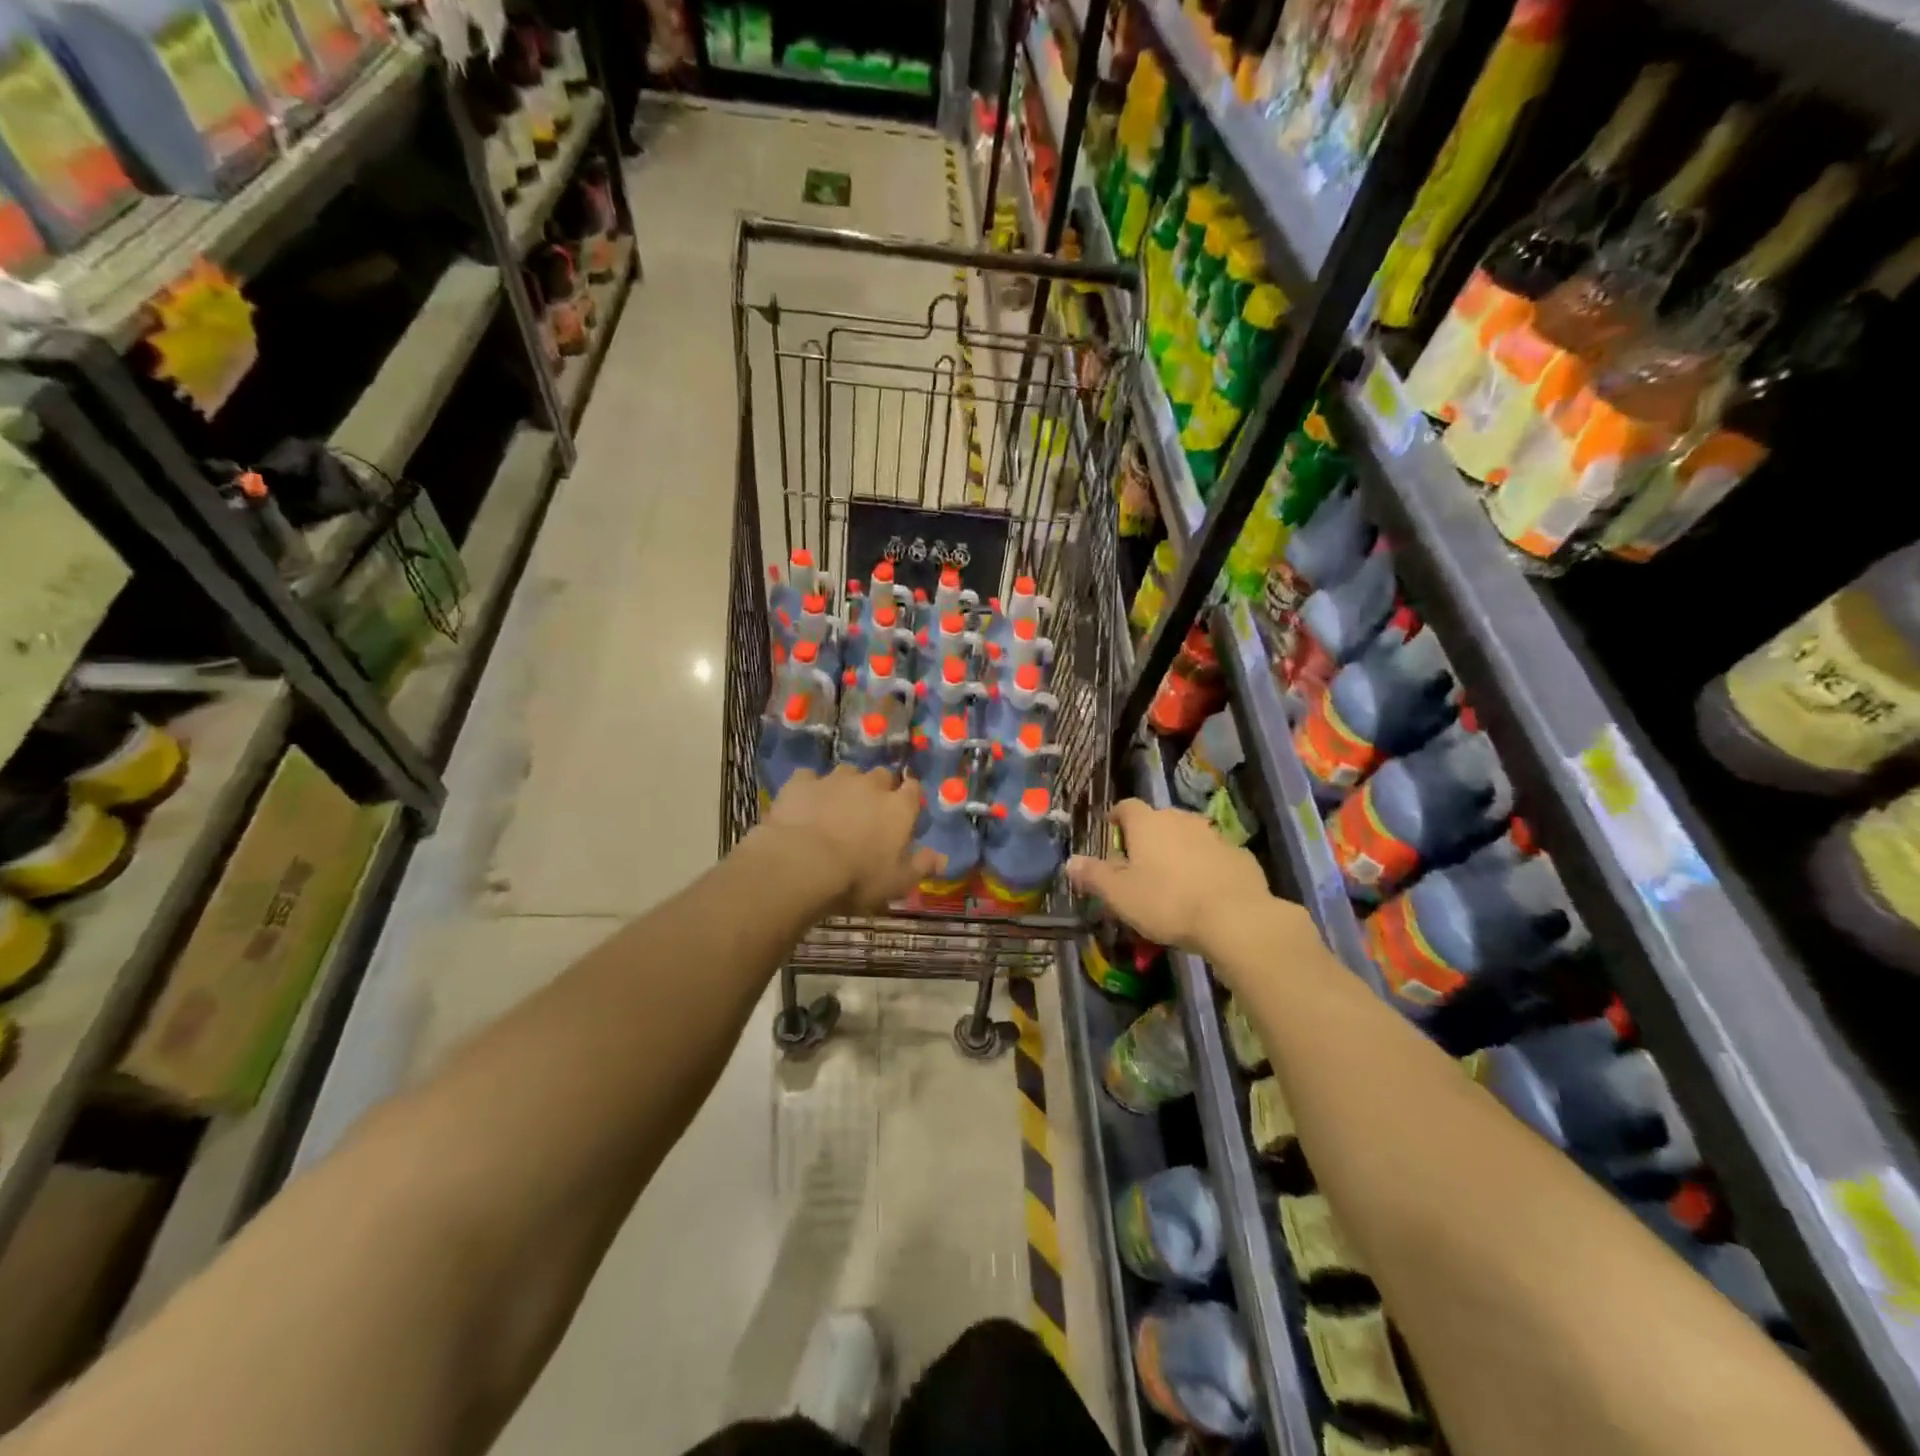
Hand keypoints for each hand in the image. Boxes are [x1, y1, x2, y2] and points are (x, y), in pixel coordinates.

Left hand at [760, 766, 939, 914]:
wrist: (802, 864)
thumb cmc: (858, 878)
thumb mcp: (897, 882)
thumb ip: (921, 866)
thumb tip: (941, 857)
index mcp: (899, 807)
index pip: (913, 790)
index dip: (909, 798)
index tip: (904, 812)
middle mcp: (871, 785)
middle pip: (882, 775)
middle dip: (879, 788)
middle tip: (870, 811)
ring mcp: (835, 780)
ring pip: (847, 772)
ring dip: (846, 786)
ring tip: (836, 807)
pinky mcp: (802, 782)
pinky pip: (809, 778)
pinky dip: (810, 789)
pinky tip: (805, 804)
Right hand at [1066, 798, 1272, 954]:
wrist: (1235, 918)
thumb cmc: (1167, 902)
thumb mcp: (1120, 895)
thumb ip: (1094, 876)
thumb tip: (1070, 862)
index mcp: (1148, 823)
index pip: (1126, 807)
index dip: (1117, 817)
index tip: (1112, 830)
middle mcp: (1180, 819)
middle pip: (1158, 820)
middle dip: (1147, 837)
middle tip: (1139, 864)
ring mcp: (1213, 835)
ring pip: (1188, 836)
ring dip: (1178, 850)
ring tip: (1172, 879)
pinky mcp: (1239, 854)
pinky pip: (1213, 855)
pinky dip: (1205, 866)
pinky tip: (1203, 891)